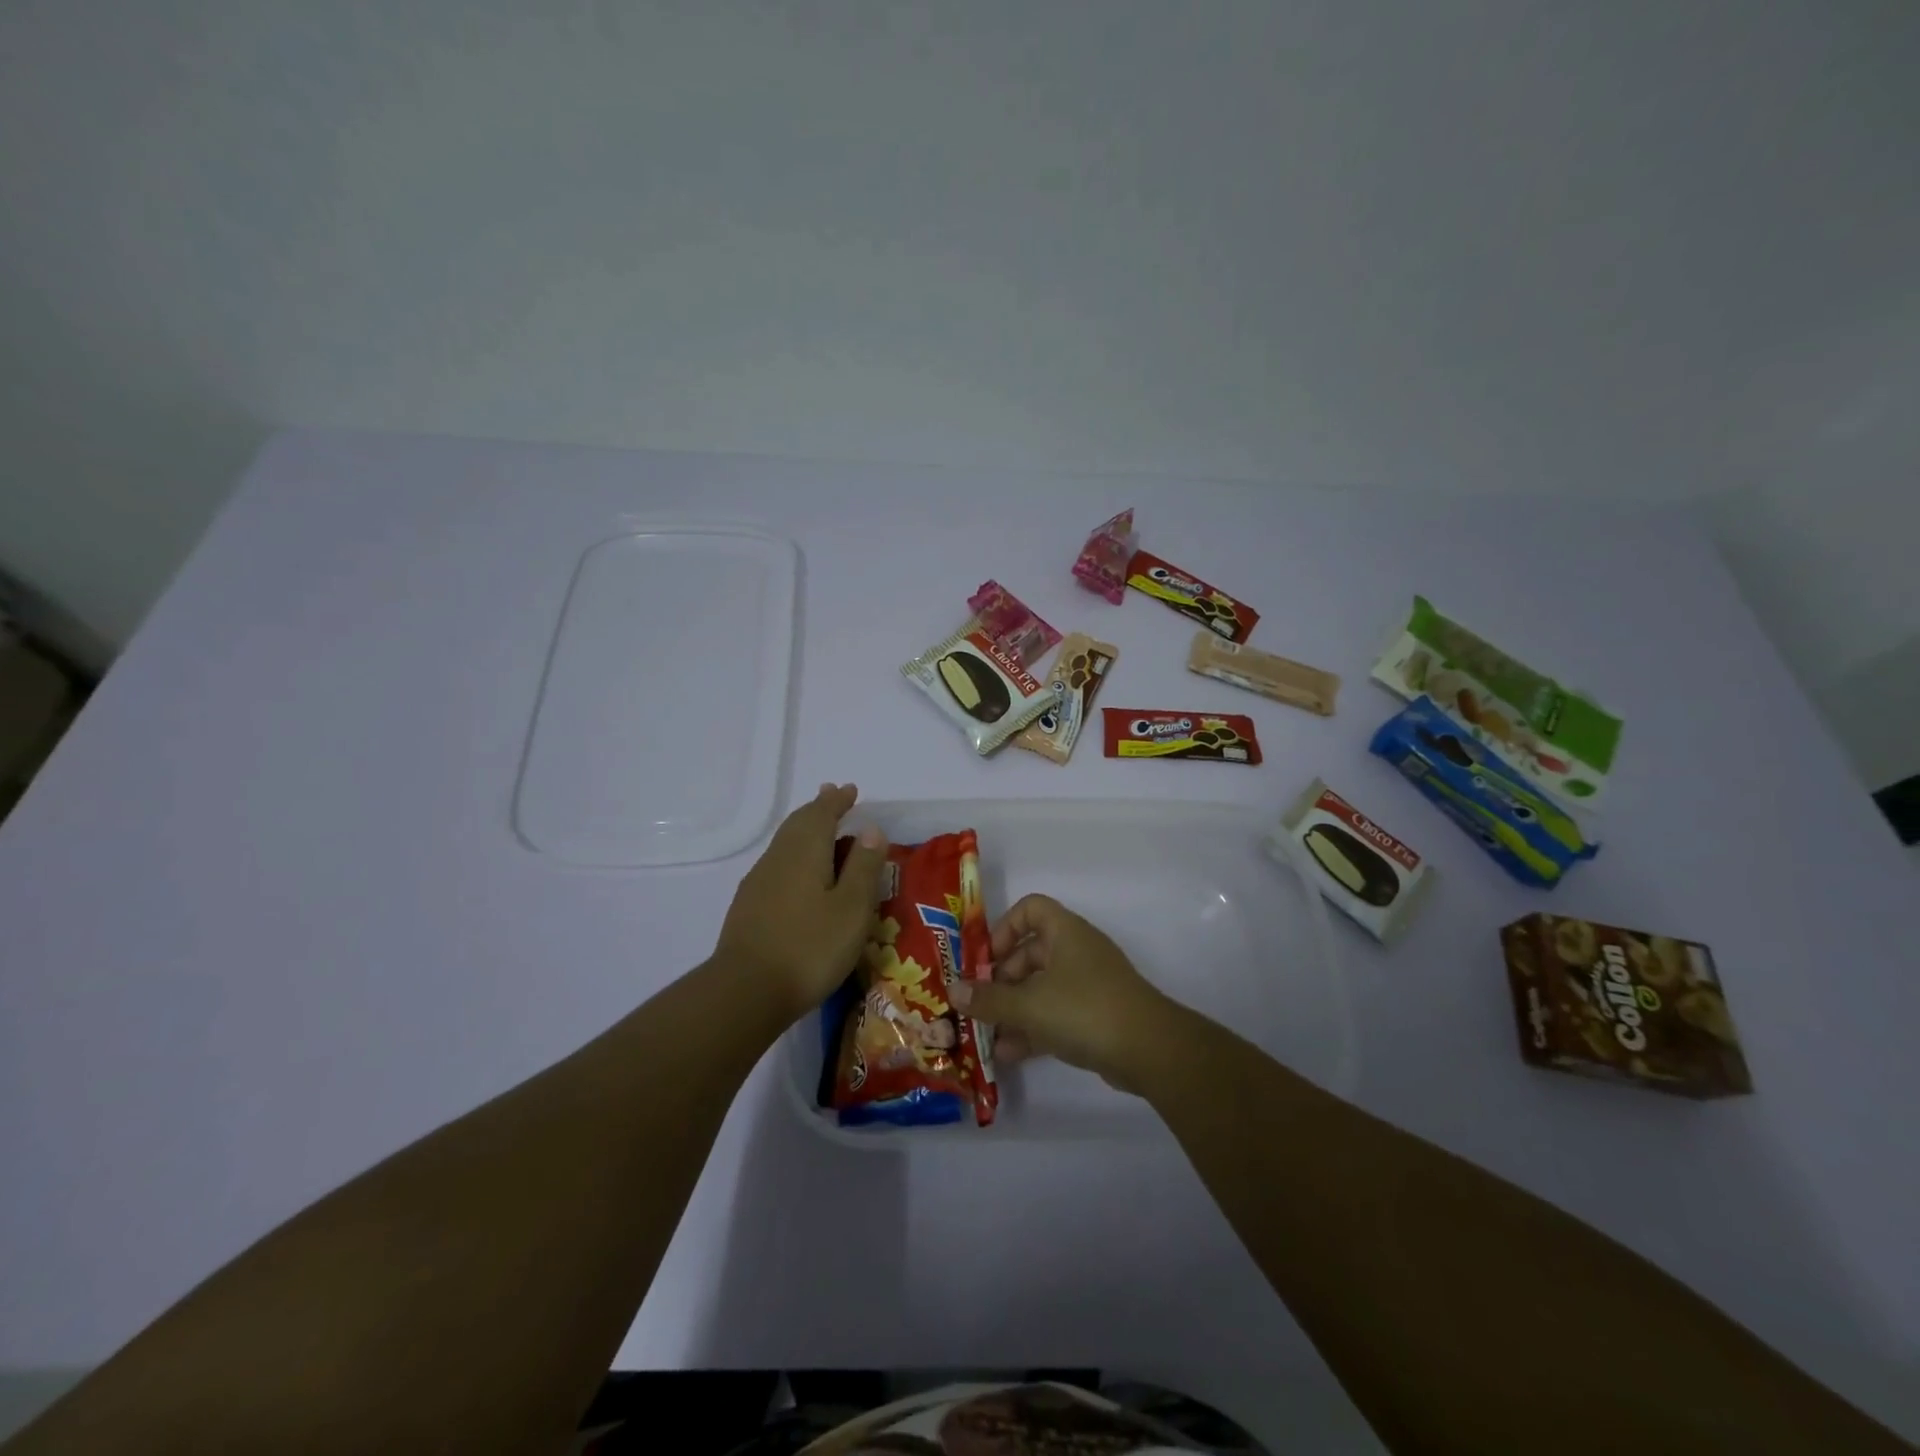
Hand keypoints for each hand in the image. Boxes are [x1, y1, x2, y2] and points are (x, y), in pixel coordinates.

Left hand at [714, 783, 888, 1020]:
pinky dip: (793, 853)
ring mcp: (759, 882)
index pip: (822, 813)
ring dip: (804, 829)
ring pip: (785, 842)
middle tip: (834, 797)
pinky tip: (798, 872)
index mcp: (805, 851)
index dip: (838, 801)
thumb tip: (870, 828)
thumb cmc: (810, 946)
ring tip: (820, 828)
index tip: (851, 790)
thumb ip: (863, 866)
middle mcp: (778, 858)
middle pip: (798, 823)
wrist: (746, 990)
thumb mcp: (852, 908)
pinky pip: (777, 863)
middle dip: (818, 809)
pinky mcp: (749, 905)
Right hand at [948, 894, 1173, 1091]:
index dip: (1003, 928)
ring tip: (985, 1035)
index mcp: (1064, 931)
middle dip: (1000, 979)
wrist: (1149, 1049)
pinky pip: (1054, 1015)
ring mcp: (1087, 985)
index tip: (984, 958)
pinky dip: (1032, 1029)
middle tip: (978, 1003)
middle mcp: (1076, 951)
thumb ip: (988, 999)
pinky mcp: (1095, 1016)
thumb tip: (953, 991)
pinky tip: (1007, 1054)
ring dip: (1012, 1010)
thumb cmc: (1084, 1009)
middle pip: (1029, 953)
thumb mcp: (1028, 1004)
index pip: (1030, 908)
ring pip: (1040, 988)